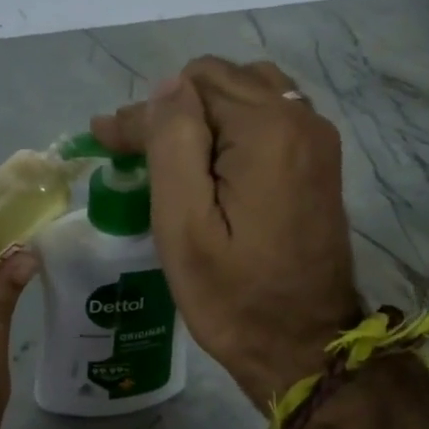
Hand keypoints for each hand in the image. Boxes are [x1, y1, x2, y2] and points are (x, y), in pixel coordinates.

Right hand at [92, 57, 361, 406]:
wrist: (304, 347)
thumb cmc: (233, 296)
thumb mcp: (184, 225)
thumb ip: (172, 143)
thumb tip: (166, 85)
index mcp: (267, 130)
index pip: (191, 86)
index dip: (144, 112)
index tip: (108, 143)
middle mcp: (301, 119)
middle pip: (222, 81)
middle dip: (173, 110)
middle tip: (132, 152)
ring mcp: (318, 140)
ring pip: (248, 94)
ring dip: (204, 115)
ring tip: (169, 156)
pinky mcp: (320, 163)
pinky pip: (270, 120)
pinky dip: (233, 129)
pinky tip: (210, 164)